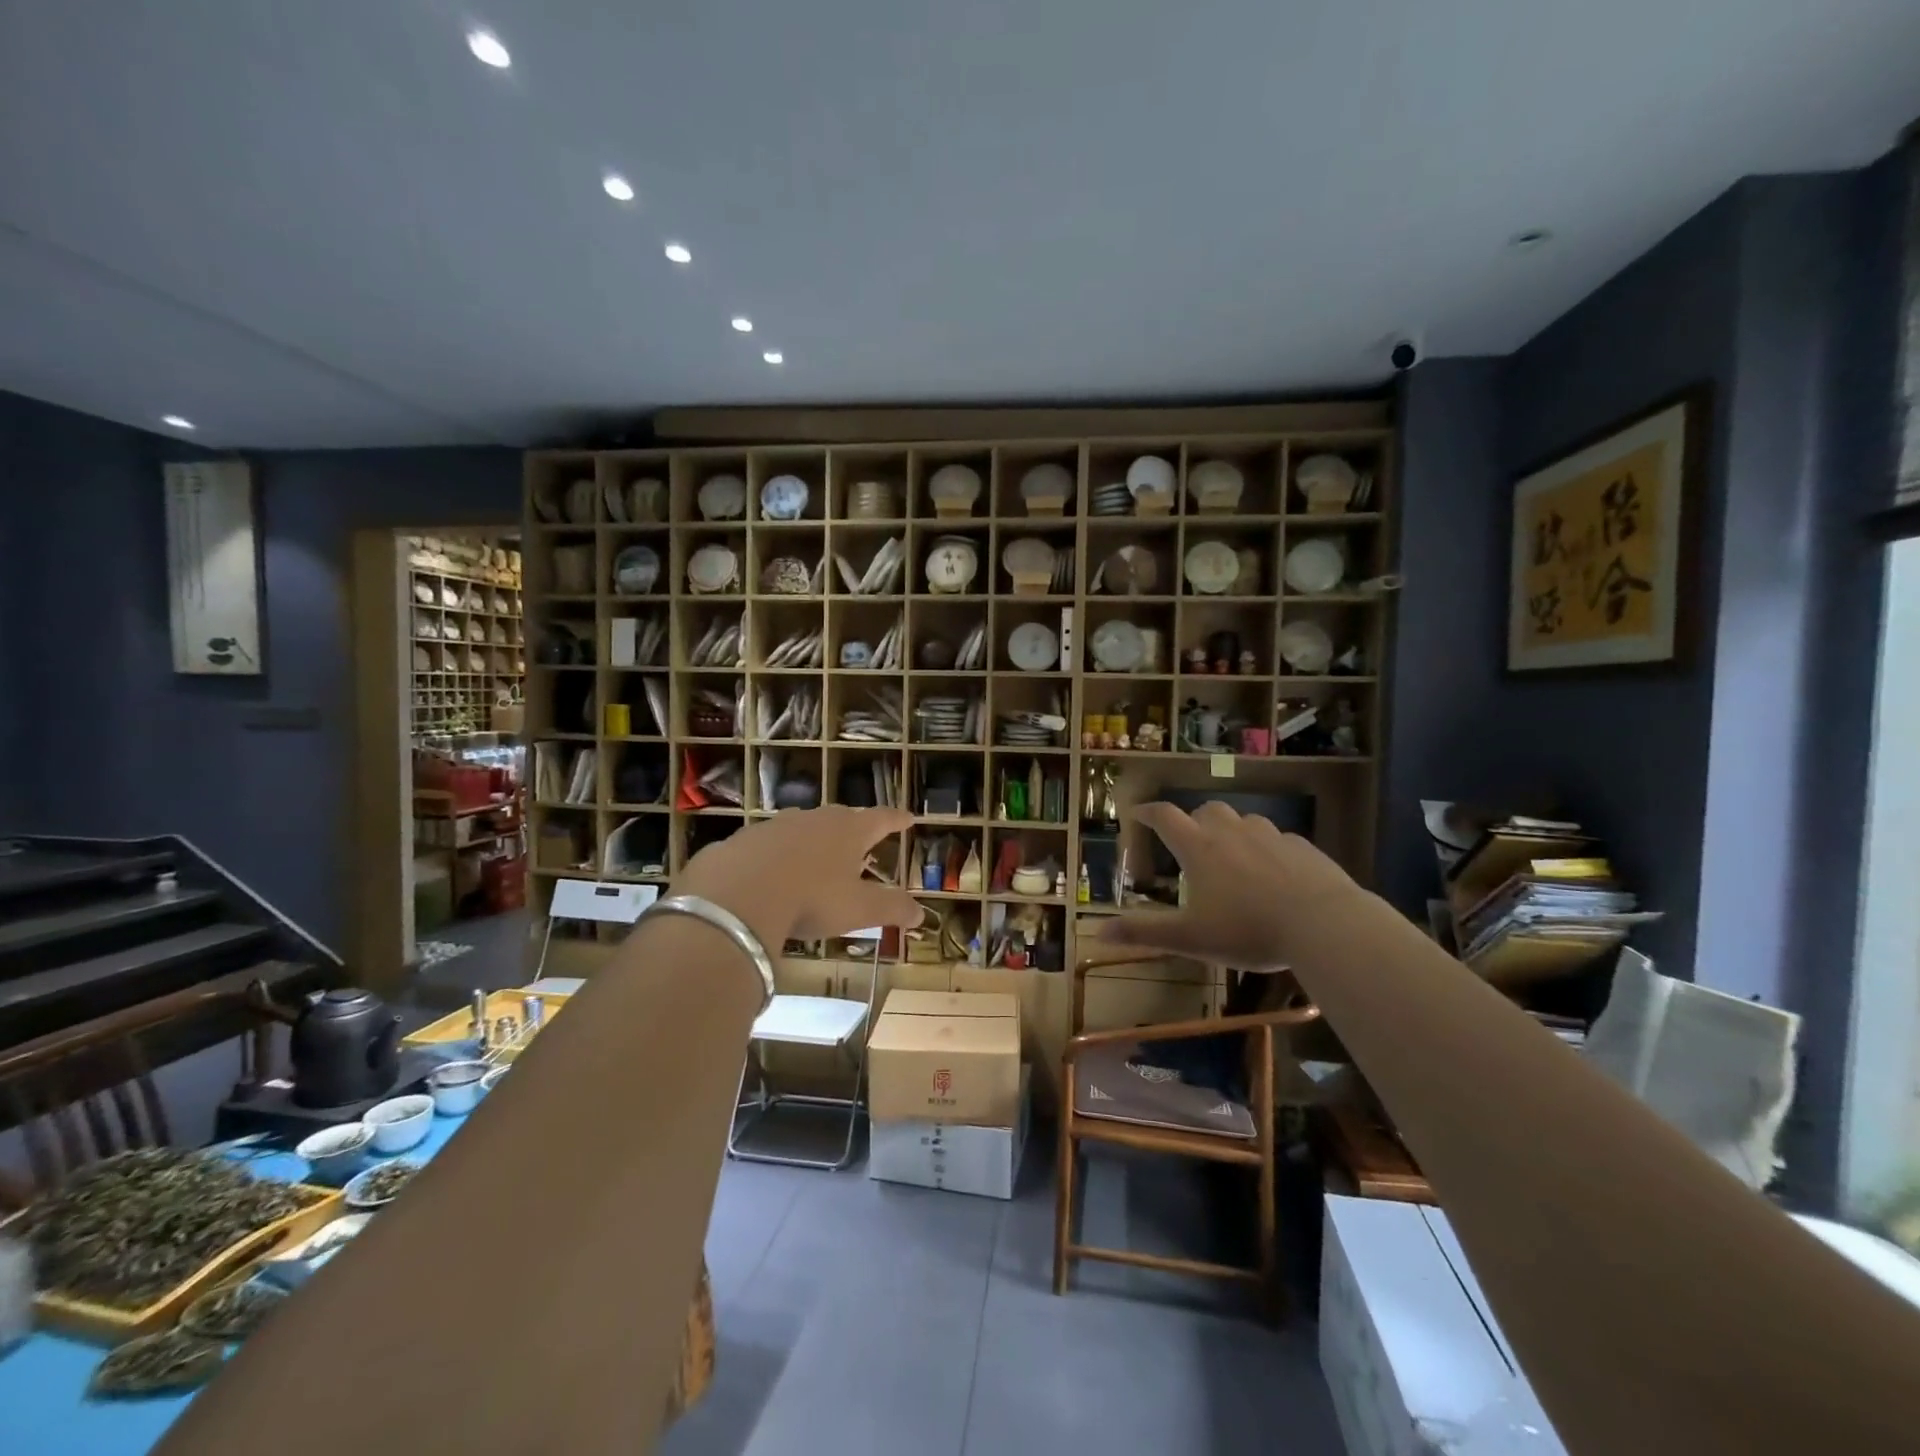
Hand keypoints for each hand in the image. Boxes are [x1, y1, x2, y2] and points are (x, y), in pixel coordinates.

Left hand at [671, 807, 921, 951]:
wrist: (737, 896)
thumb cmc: (811, 899)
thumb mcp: (858, 910)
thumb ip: (891, 909)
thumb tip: (922, 914)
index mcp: (848, 831)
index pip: (881, 819)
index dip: (897, 819)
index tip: (908, 818)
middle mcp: (814, 819)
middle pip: (840, 818)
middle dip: (852, 829)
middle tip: (860, 841)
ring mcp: (775, 826)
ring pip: (801, 828)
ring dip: (811, 841)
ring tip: (814, 860)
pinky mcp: (742, 841)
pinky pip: (765, 846)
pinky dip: (774, 858)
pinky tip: (769, 878)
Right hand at [1101, 801, 1362, 967]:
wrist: (1323, 923)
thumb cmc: (1247, 930)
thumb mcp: (1189, 938)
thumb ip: (1144, 933)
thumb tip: (1098, 934)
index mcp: (1199, 848)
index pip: (1164, 817)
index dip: (1146, 812)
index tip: (1136, 812)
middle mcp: (1231, 831)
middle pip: (1206, 811)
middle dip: (1193, 820)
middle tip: (1190, 842)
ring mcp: (1270, 835)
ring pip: (1244, 821)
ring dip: (1232, 832)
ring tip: (1233, 859)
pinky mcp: (1302, 847)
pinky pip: (1277, 839)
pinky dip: (1267, 849)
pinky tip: (1274, 875)